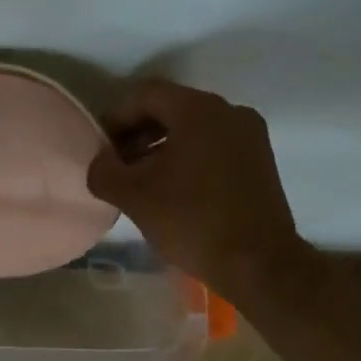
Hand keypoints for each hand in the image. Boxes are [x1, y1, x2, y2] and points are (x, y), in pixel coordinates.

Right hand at [86, 79, 306, 299]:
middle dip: (137, 133)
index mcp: (199, 110)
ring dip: (160, 147)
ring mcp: (250, 136)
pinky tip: (171, 189)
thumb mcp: (133, 196)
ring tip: (140, 180)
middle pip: (170, 108)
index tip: (100, 148)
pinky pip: (213, 145)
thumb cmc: (192, 220)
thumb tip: (101, 162)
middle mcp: (229, 111)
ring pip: (192, 128)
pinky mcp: (260, 161)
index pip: (145, 95)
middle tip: (116, 164)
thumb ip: (104, 171)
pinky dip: (187, 157)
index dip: (115, 117)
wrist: (259, 265)